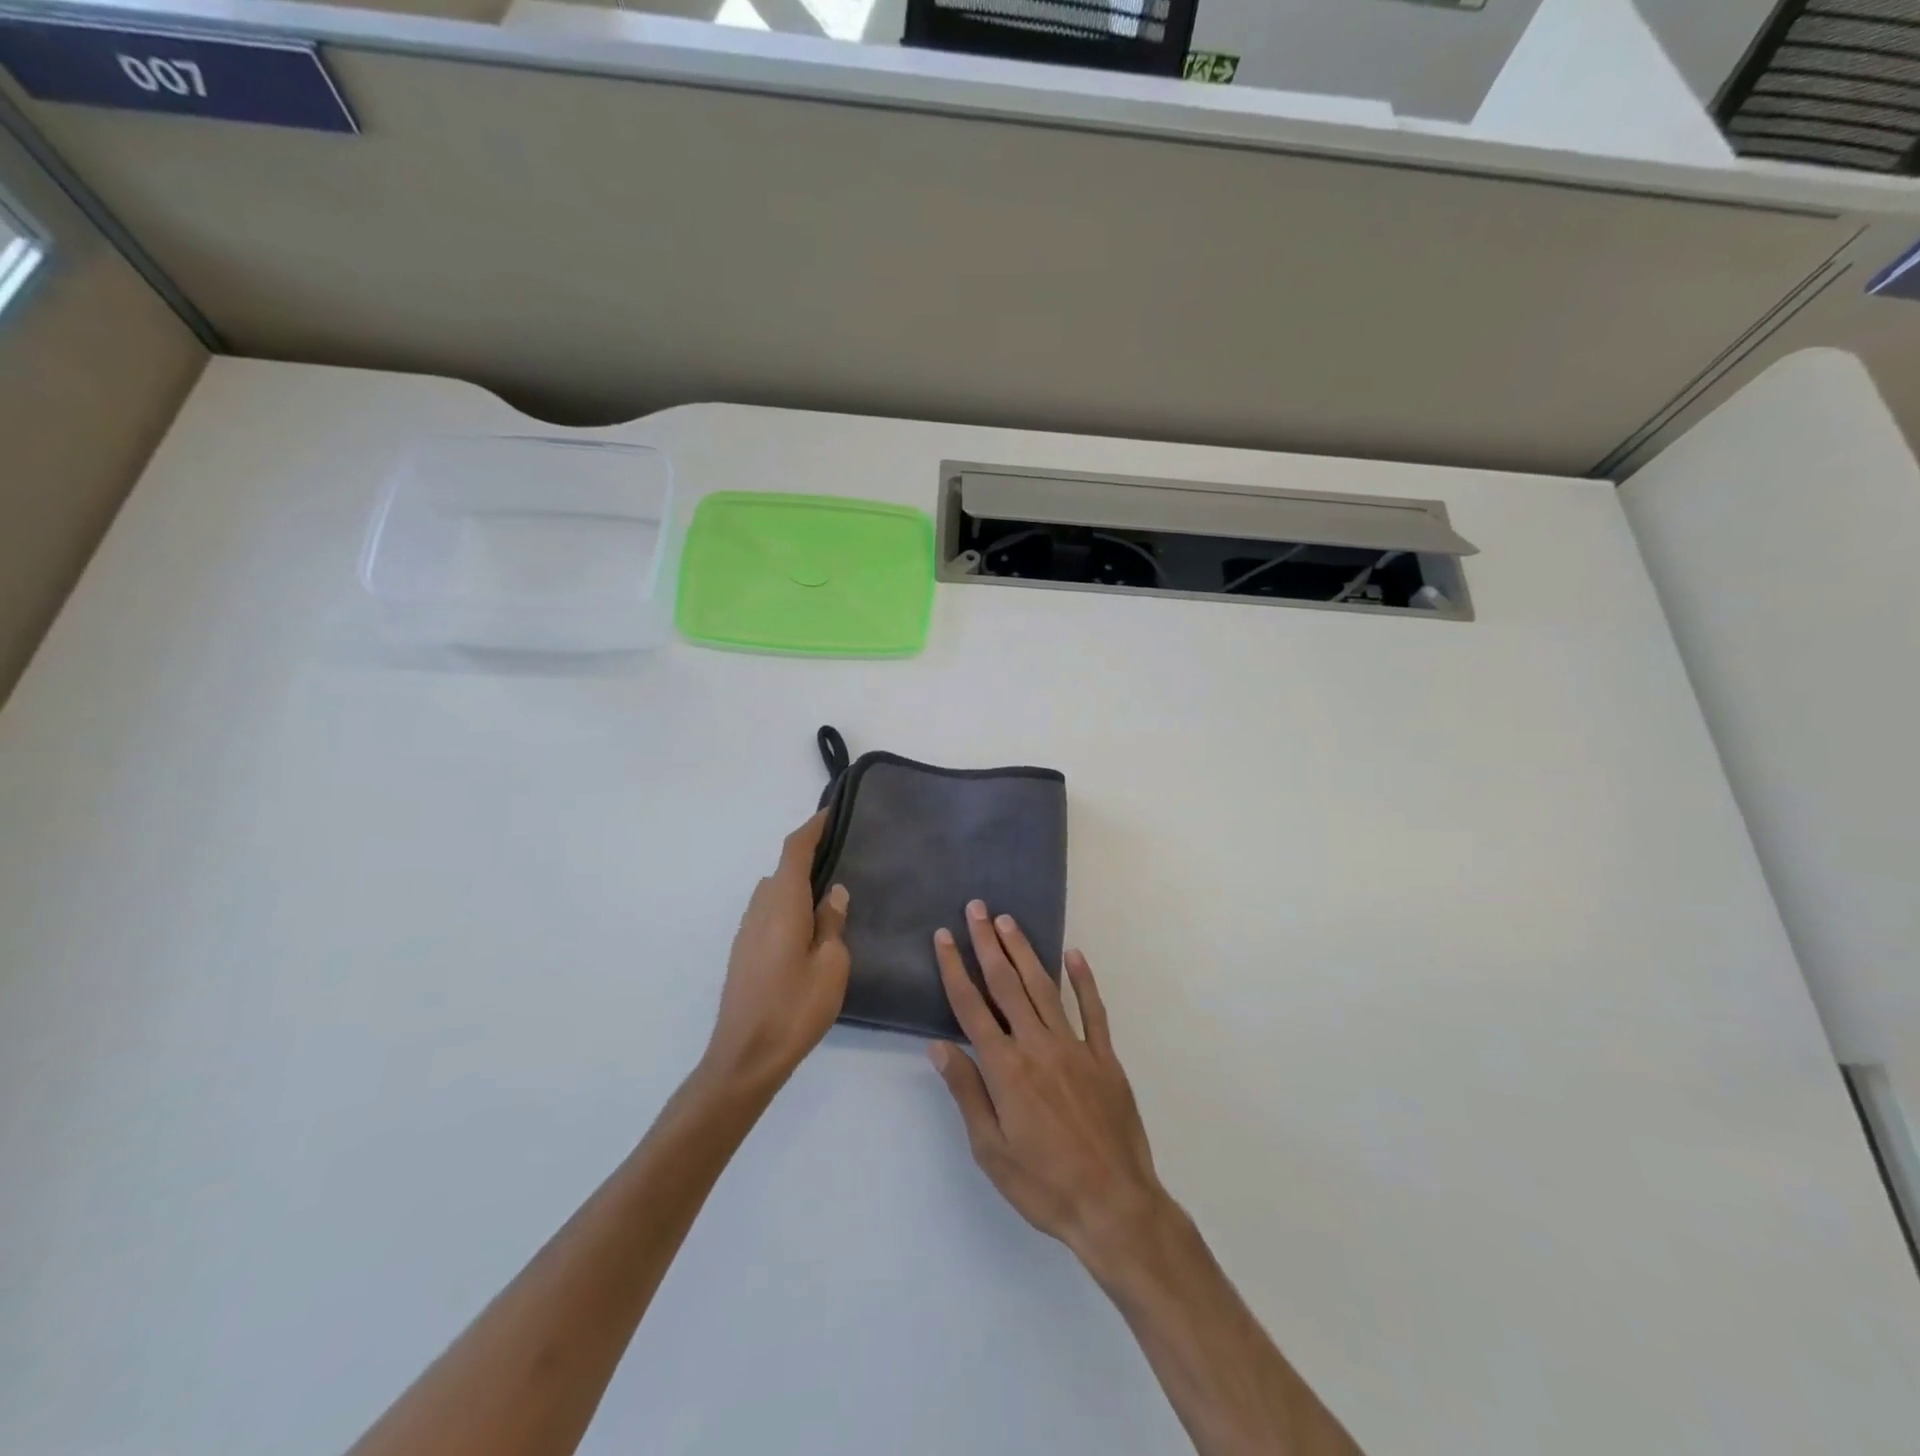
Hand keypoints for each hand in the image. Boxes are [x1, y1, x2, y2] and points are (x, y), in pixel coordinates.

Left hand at [701, 812, 851, 1093]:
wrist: (745, 1057)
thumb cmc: (795, 1008)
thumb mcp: (831, 964)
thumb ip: (833, 922)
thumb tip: (834, 892)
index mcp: (782, 904)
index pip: (794, 851)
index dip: (812, 828)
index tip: (831, 814)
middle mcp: (759, 909)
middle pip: (783, 869)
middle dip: (809, 856)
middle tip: (843, 856)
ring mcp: (747, 931)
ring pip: (774, 892)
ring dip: (798, 884)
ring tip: (831, 893)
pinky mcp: (743, 952)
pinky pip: (768, 913)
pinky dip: (788, 905)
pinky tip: (809, 928)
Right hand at [927, 901, 1170, 1272]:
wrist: (1114, 1206)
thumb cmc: (1043, 1185)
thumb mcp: (991, 1150)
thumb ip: (967, 1093)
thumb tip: (939, 1046)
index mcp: (1005, 1069)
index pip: (971, 1007)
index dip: (954, 968)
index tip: (944, 937)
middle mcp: (1037, 1046)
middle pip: (1006, 985)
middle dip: (987, 943)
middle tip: (976, 908)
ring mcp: (1075, 1047)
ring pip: (1044, 987)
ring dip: (1024, 951)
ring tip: (1008, 921)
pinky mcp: (1105, 1057)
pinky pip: (1093, 1010)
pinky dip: (1084, 980)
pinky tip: (1075, 954)